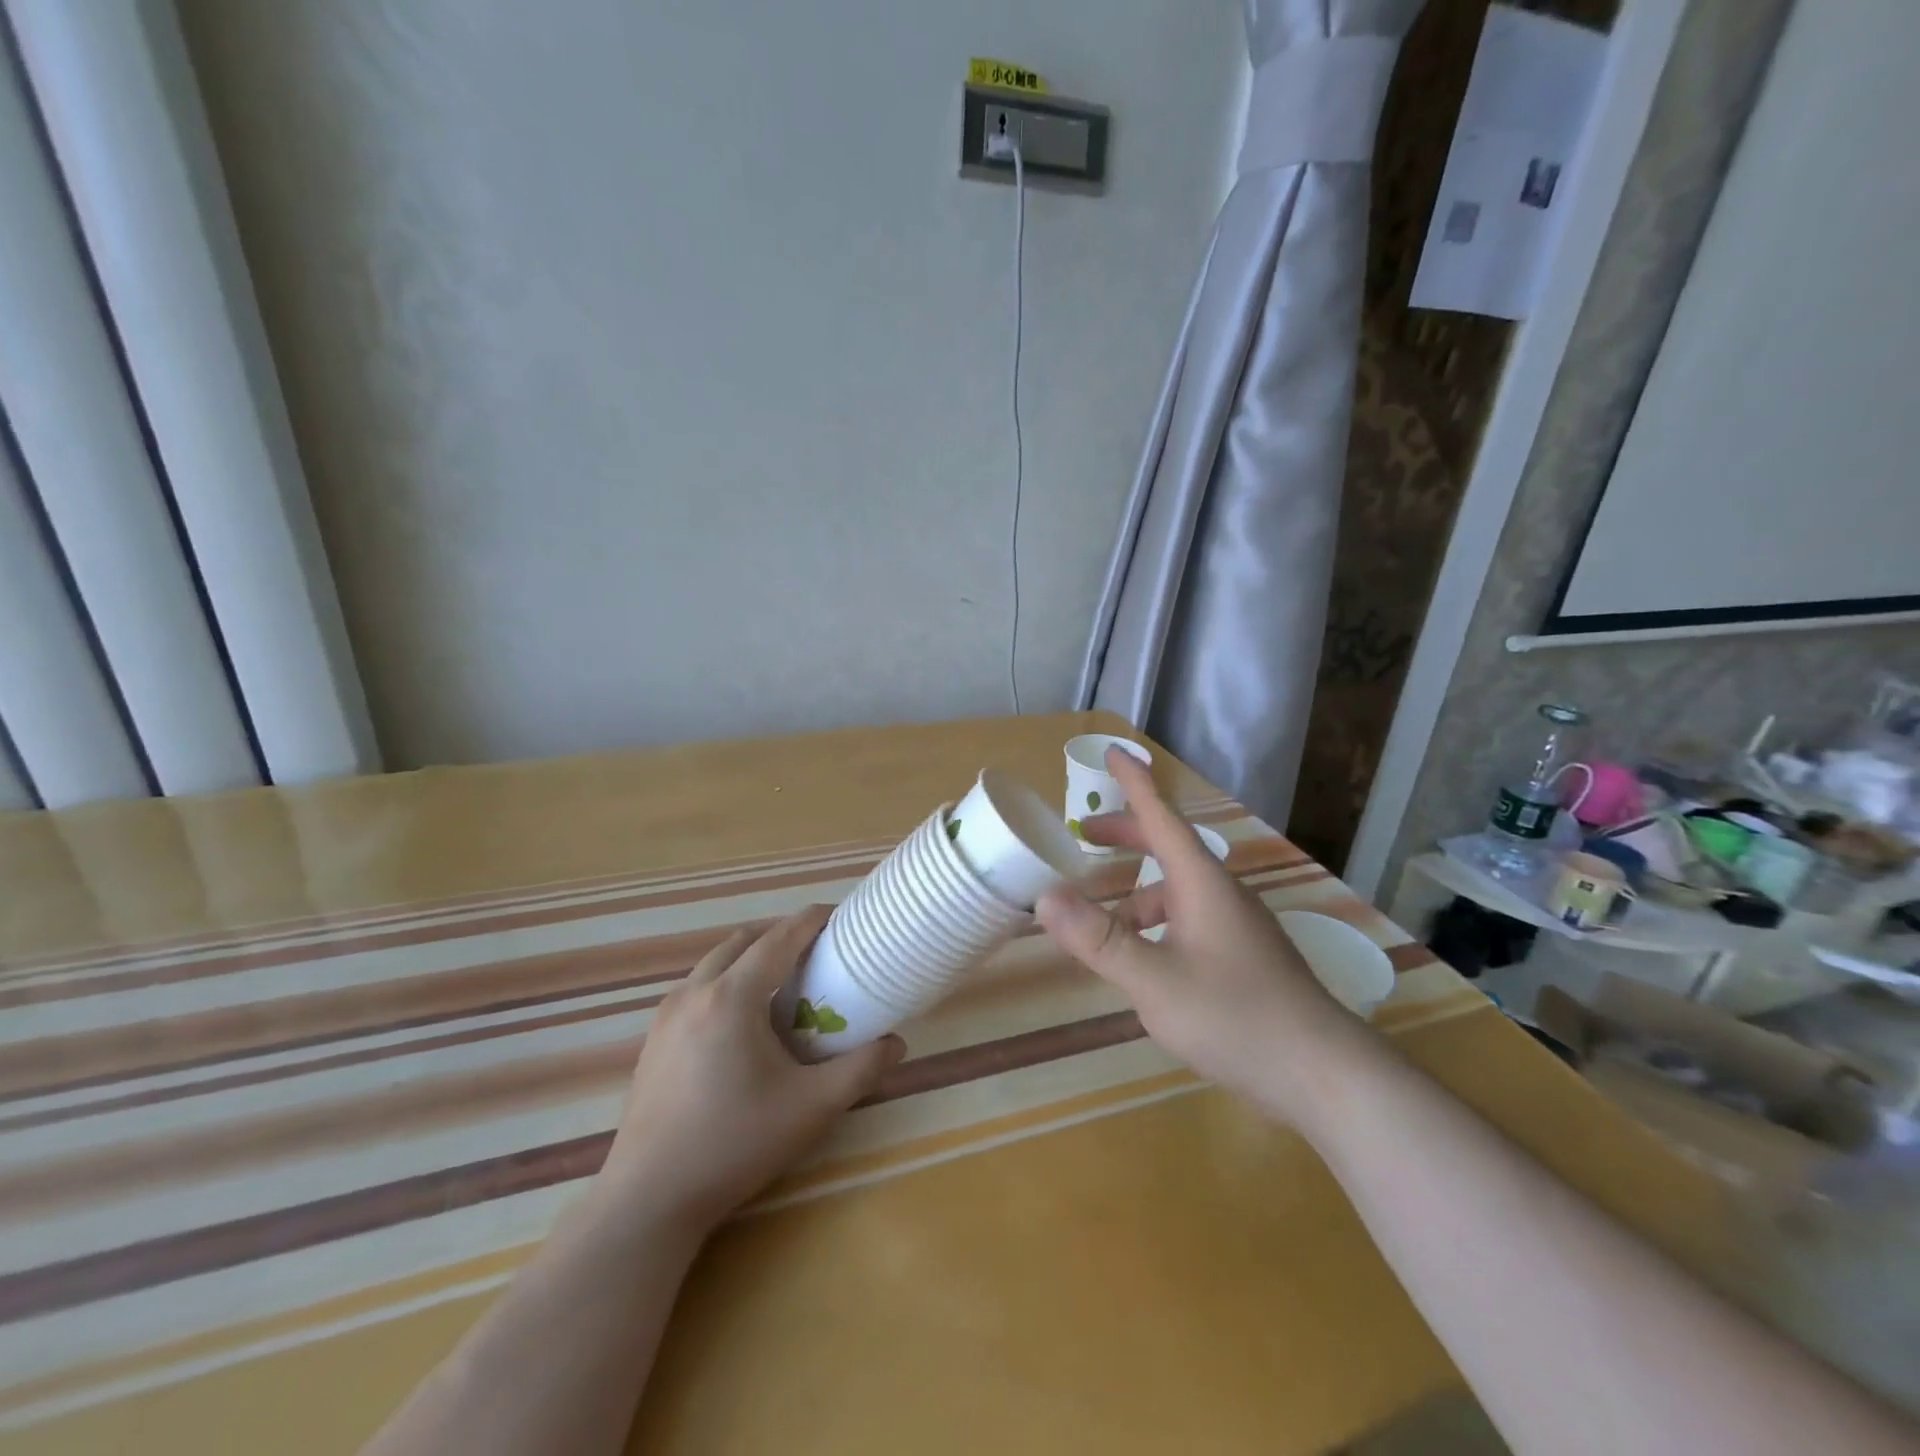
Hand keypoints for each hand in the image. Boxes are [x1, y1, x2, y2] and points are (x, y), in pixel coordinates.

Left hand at [597, 906, 903, 1232]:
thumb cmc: (734, 1144)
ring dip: (751, 957)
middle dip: (781, 935)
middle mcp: (695, 992)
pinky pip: (697, 987)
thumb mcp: (811, 1107)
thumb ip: (860, 1070)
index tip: (840, 916)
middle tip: (816, 952)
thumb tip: (896, 1043)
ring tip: (783, 984)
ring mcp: (666, 1015)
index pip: (779, 938)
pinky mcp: (653, 1039)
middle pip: (744, 940)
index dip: (812, 920)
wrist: (648, 1200)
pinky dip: (727, 981)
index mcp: (732, 997)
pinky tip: (743, 1022)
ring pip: (715, 962)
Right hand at [1036, 748, 1373, 1129]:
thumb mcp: (1153, 980)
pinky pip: (1188, 919)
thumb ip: (1098, 939)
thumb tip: (1044, 897)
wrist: (1321, 1072)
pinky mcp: (1242, 955)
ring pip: (1176, 890)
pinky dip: (1155, 924)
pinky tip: (1143, 963)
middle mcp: (1220, 893)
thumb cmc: (1234, 1016)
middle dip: (1125, 835)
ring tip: (1102, 924)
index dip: (1134, 782)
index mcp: (1201, 882)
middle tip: (1083, 835)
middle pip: (1167, 846)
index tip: (1113, 751)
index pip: (1161, 815)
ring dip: (1136, 893)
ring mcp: (1236, 924)